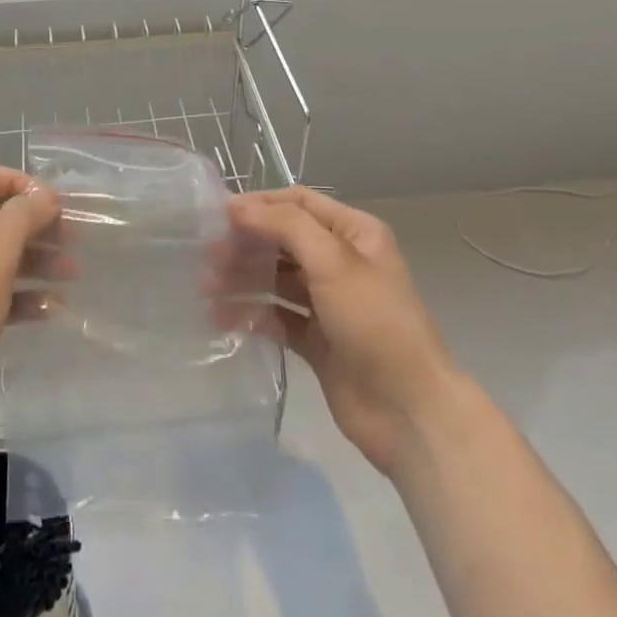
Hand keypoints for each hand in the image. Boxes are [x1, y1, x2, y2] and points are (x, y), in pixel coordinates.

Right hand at [227, 186, 460, 477]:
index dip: (260, 205)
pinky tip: (224, 319)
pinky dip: (252, 314)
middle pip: (283, 241)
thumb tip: (238, 207)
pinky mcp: (317, 340)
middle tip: (207, 257)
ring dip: (243, 279)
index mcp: (354, 234)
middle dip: (246, 244)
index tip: (219, 216)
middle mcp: (341, 262)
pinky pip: (278, 317)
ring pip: (277, 279)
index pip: (298, 204)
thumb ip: (285, 226)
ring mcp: (328, 303)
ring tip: (206, 289)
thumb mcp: (333, 261)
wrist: (409, 412)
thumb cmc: (375, 322)